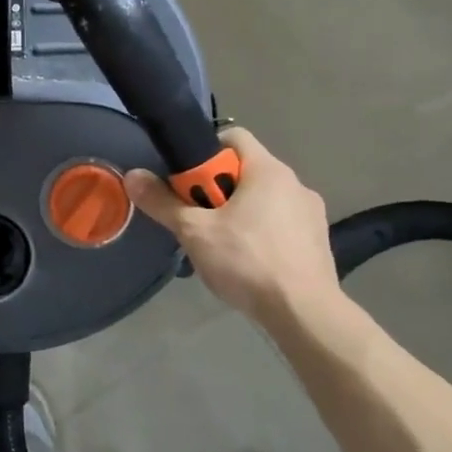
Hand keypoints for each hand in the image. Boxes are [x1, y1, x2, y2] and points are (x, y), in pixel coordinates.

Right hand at [126, 127, 341, 328]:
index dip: (204, 153)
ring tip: (220, 247)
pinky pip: (281, 225)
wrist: (304, 314)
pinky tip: (248, 264)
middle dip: (217, 190)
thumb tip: (132, 175)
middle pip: (245, 171)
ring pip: (263, 200)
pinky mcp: (319, 242)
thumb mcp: (194, 231)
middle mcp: (294, 183)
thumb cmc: (247, 261)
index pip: (232, 137)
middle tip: (197, 219)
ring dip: (239, 214)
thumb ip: (162, 202)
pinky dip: (261, 235)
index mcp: (268, 170)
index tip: (187, 182)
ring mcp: (311, 213)